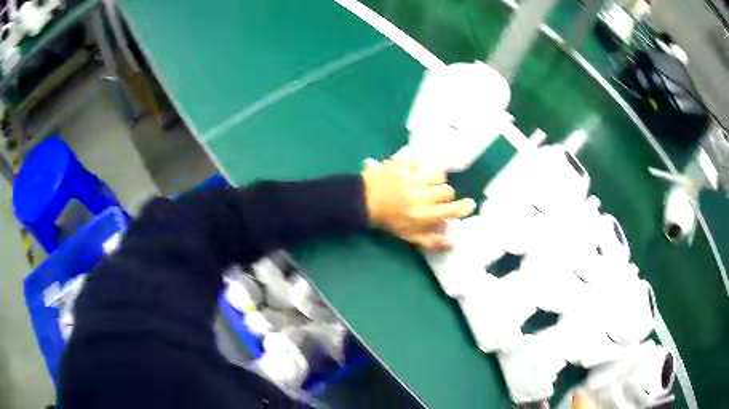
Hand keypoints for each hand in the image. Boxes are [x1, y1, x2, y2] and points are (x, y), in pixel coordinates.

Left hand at [362, 160, 474, 249]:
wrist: (361, 201)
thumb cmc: (386, 221)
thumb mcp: (406, 236)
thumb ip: (429, 240)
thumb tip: (451, 241)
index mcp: (421, 215)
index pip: (452, 210)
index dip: (464, 208)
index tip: (469, 205)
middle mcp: (420, 196)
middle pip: (447, 190)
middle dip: (444, 194)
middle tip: (435, 197)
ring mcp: (411, 178)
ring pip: (438, 174)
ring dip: (435, 179)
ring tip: (426, 183)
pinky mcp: (403, 165)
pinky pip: (421, 163)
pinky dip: (420, 168)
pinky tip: (413, 173)